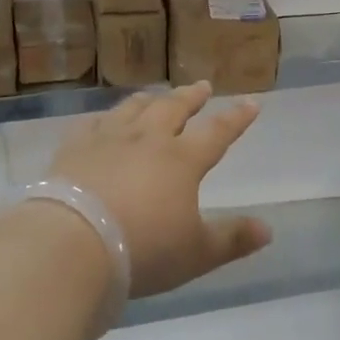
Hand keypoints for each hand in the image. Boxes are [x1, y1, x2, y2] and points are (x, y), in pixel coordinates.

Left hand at [49, 81, 271, 297]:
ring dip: (150, 99)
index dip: (236, 118)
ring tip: (157, 94)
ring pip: (134, 108)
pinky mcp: (74, 148)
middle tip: (202, 86)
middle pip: (173, 108)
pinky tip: (102, 119)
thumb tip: (268, 230)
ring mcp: (108, 139)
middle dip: (191, 96)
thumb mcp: (195, 254)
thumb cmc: (142, 250)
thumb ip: (232, 239)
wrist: (72, 243)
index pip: (217, 132)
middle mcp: (148, 139)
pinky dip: (103, 118)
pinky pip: (92, 123)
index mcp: (182, 160)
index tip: (251, 103)